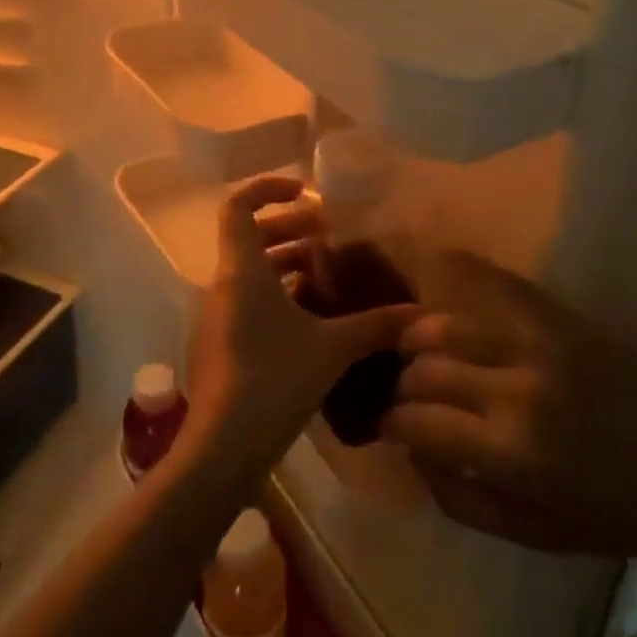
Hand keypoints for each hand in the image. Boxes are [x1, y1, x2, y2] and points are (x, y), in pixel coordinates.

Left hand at [184, 175, 415, 480]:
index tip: (305, 192)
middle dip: (289, 229)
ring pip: (250, 272)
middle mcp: (223, 284)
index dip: (268, 189)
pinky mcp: (220, 343)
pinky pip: (248, 301)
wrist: (222, 447)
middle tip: (328, 236)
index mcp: (242, 270)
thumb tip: (418, 315)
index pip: (238, 206)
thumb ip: (375, 326)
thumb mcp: (332, 348)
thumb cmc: (273, 379)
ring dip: (286, 264)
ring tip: (327, 275)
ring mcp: (217, 315)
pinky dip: (277, 295)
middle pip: (250, 237)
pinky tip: (312, 319)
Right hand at [382, 252, 636, 563]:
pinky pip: (497, 285)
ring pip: (448, 324)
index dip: (393, 421)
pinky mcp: (561, 320)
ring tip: (417, 347)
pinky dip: (462, 272)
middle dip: (403, 381)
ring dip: (420, 335)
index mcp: (510, 451)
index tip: (390, 423)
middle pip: (426, 367)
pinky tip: (438, 266)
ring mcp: (540, 345)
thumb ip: (458, 498)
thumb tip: (412, 451)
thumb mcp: (531, 533)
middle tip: (405, 391)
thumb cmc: (612, 516)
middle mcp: (516, 389)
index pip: (418, 420)